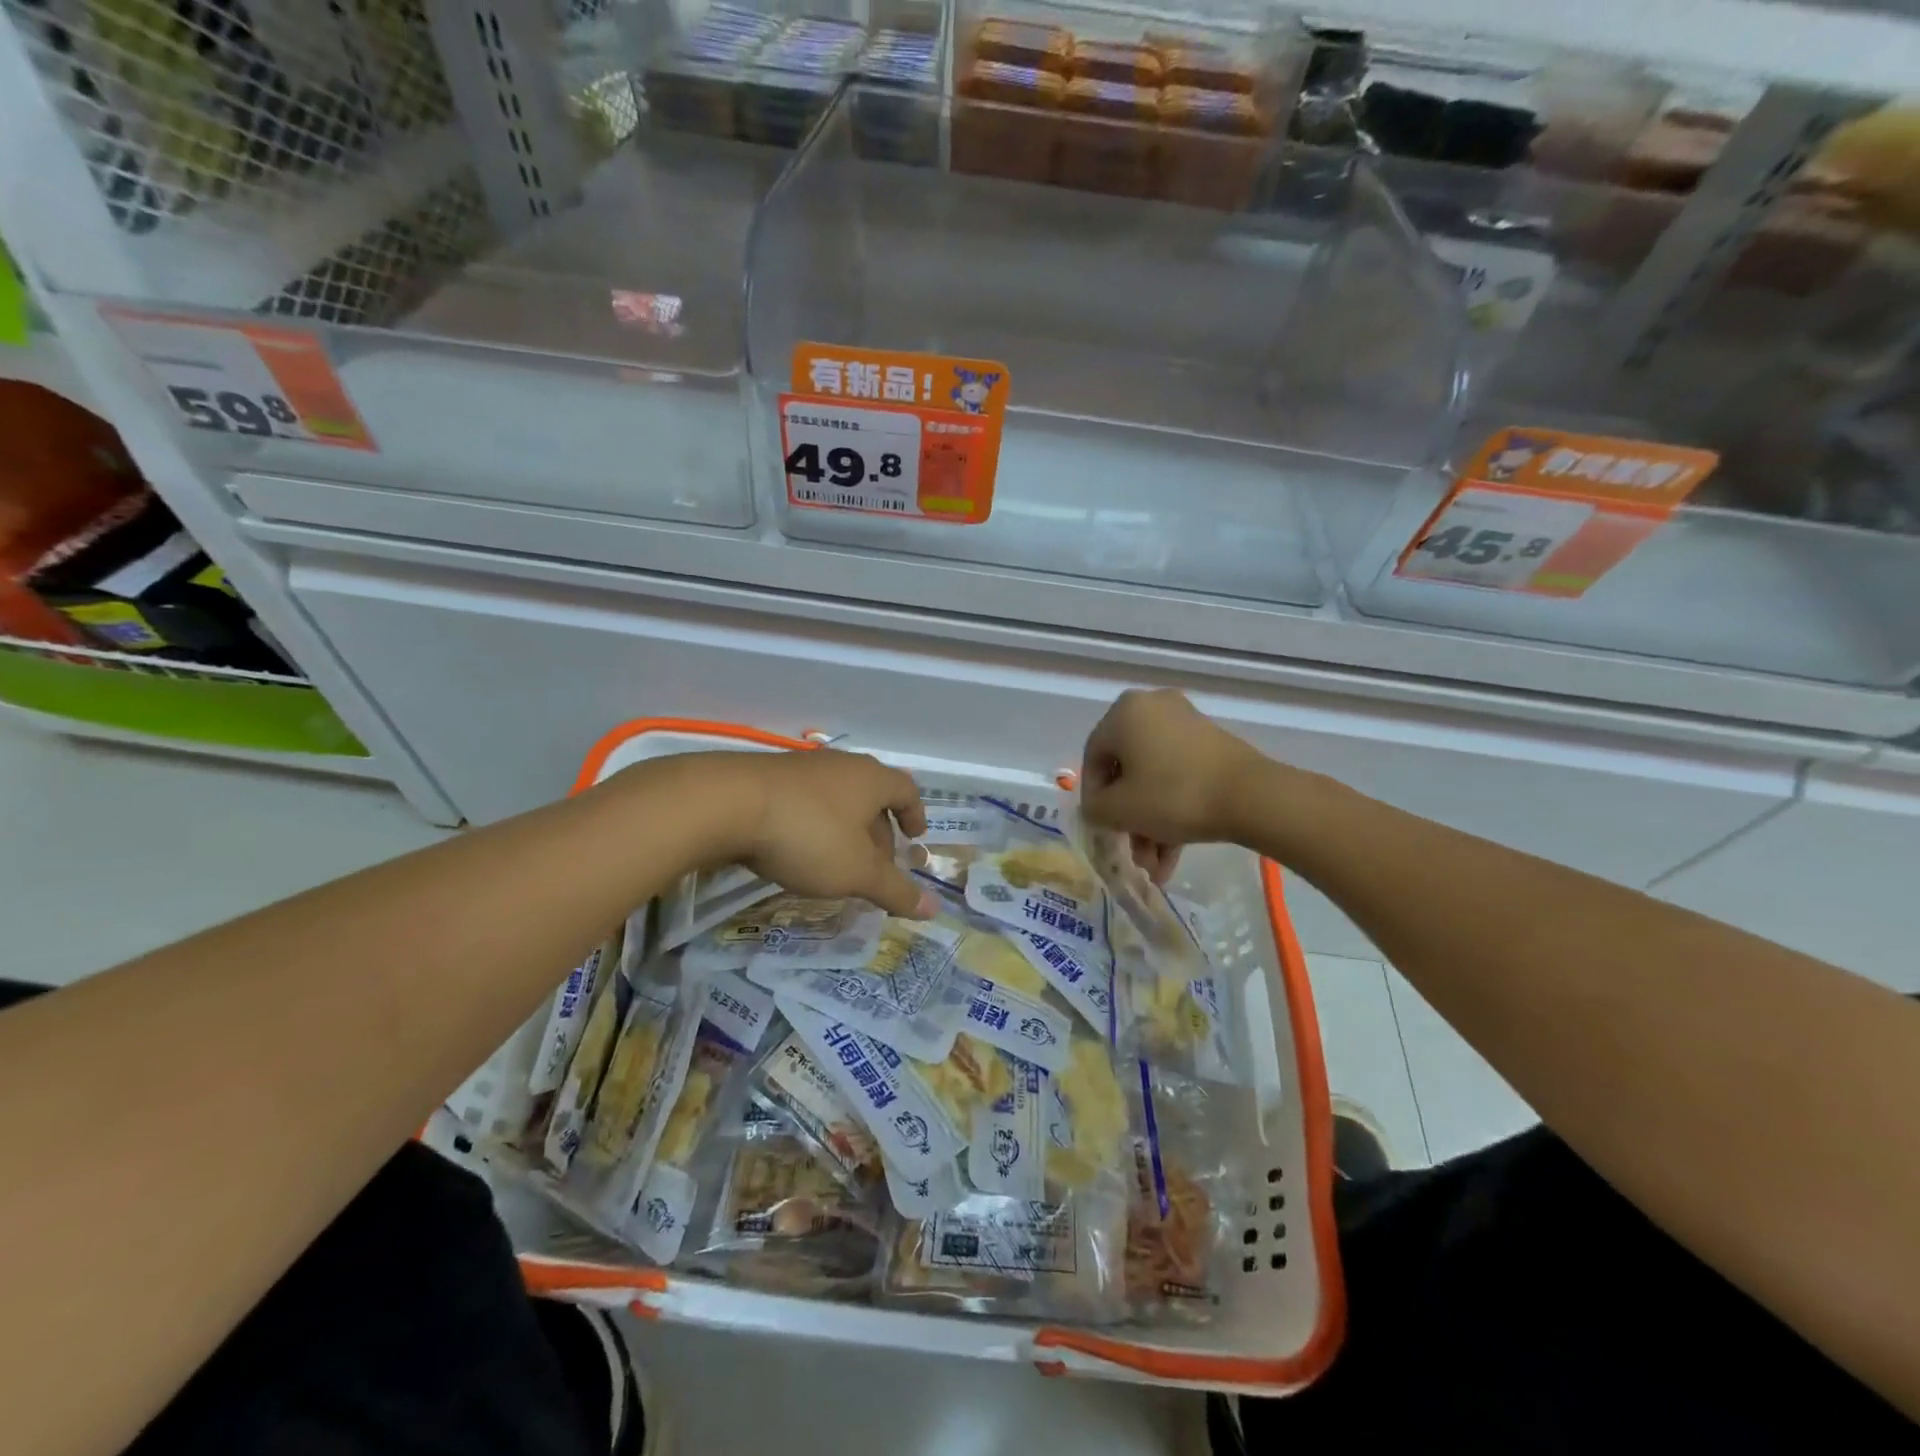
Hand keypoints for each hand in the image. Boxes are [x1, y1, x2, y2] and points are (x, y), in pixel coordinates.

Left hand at [698, 749, 934, 919]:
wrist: (726, 803)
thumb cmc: (808, 835)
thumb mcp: (856, 872)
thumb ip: (895, 890)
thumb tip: (934, 910)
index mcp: (871, 779)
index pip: (906, 790)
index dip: (915, 814)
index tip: (915, 838)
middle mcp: (841, 766)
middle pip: (871, 796)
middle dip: (878, 832)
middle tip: (875, 866)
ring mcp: (801, 768)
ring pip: (836, 799)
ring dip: (844, 830)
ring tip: (836, 863)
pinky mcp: (767, 778)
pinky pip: (804, 802)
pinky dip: (813, 825)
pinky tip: (797, 851)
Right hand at [1081, 690, 1267, 855]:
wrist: (1251, 796)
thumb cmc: (1173, 795)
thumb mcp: (1119, 810)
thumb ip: (1094, 808)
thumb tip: (1098, 808)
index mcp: (1124, 712)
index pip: (1094, 758)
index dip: (1093, 798)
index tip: (1102, 830)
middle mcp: (1152, 707)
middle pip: (1127, 770)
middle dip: (1128, 818)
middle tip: (1131, 852)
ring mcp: (1186, 723)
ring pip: (1154, 777)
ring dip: (1150, 821)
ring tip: (1156, 865)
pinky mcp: (1211, 742)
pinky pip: (1178, 774)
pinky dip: (1172, 807)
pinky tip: (1173, 851)